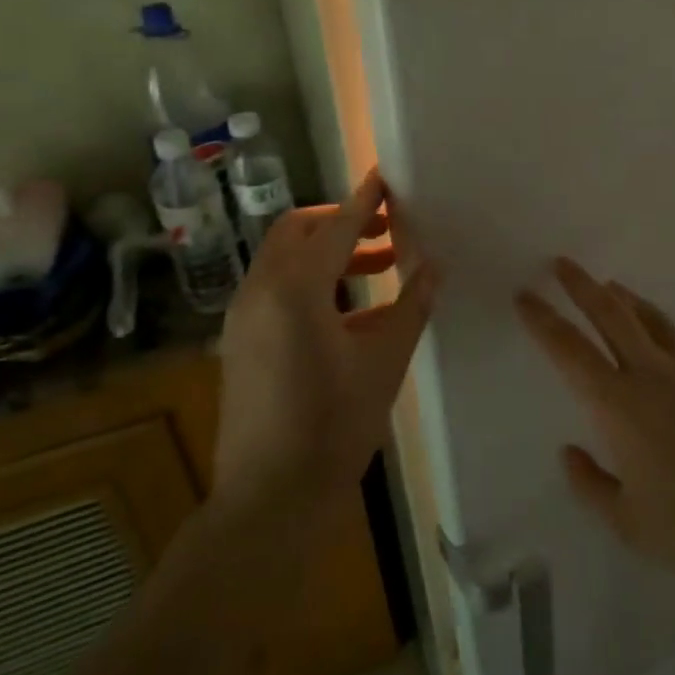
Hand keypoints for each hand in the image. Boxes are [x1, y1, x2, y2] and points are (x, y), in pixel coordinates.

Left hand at [216, 169, 437, 506]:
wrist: (270, 497)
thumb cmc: (334, 425)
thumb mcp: (384, 362)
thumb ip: (410, 306)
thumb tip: (433, 268)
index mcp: (295, 289)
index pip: (335, 227)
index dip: (364, 201)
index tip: (385, 178)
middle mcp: (260, 292)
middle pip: (296, 231)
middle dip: (339, 221)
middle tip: (385, 229)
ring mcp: (244, 318)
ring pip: (284, 260)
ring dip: (327, 252)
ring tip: (379, 266)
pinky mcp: (241, 343)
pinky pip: (276, 291)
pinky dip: (312, 283)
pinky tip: (353, 311)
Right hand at [515, 259, 674, 603]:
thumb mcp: (628, 524)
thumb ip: (590, 484)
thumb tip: (570, 451)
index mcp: (619, 405)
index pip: (568, 349)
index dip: (542, 320)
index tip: (525, 295)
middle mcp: (654, 373)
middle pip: (611, 313)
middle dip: (581, 285)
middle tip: (562, 263)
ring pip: (653, 319)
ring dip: (626, 299)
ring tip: (612, 287)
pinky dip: (668, 340)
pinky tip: (670, 355)